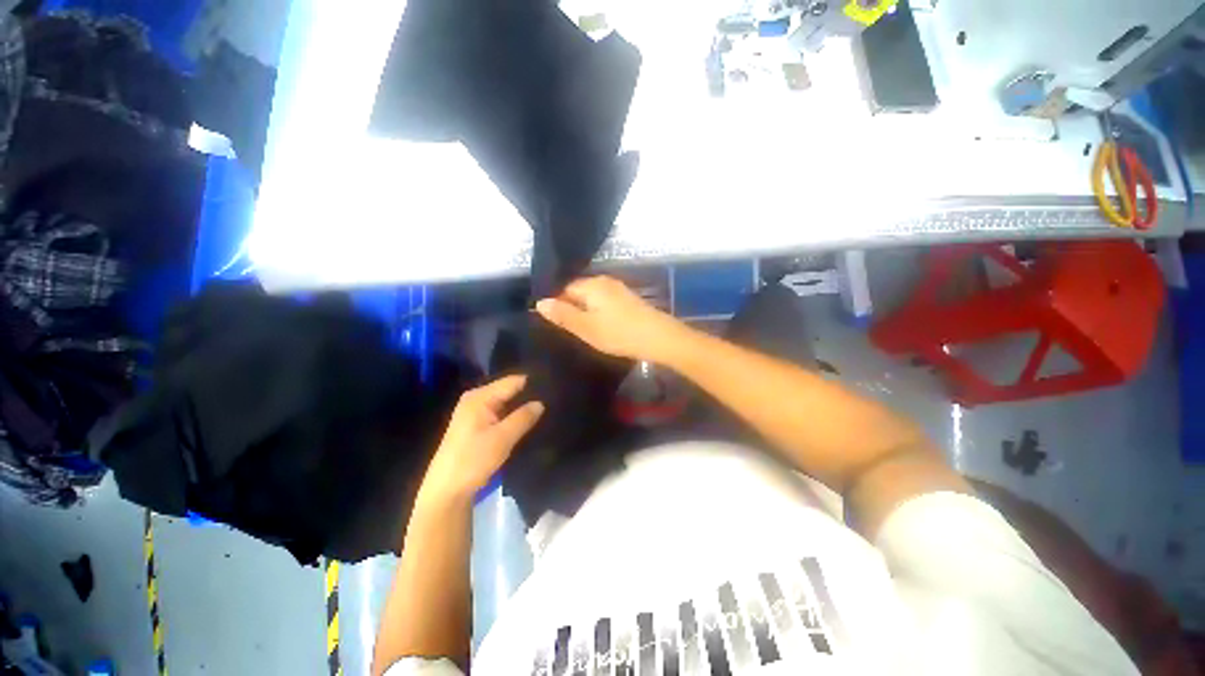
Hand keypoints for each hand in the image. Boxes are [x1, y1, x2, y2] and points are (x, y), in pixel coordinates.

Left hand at [418, 375, 543, 505]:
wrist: (447, 490)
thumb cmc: (473, 460)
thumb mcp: (502, 438)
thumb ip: (523, 417)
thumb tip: (541, 403)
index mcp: (480, 396)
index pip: (513, 381)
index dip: (534, 383)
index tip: (554, 388)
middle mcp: (477, 398)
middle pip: (510, 390)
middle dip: (529, 395)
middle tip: (553, 401)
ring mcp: (475, 411)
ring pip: (506, 402)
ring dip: (522, 407)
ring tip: (547, 409)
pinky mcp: (477, 424)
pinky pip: (501, 413)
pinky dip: (513, 416)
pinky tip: (529, 421)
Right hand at [535, 276, 686, 363]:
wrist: (659, 338)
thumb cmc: (619, 333)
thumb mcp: (586, 327)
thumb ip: (563, 315)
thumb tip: (540, 302)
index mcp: (591, 284)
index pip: (564, 288)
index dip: (556, 304)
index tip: (553, 323)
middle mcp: (604, 281)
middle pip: (578, 291)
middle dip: (570, 308)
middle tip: (566, 330)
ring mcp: (618, 289)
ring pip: (592, 298)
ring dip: (585, 312)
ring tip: (581, 331)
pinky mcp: (628, 299)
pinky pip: (604, 302)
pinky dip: (598, 313)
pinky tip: (600, 327)